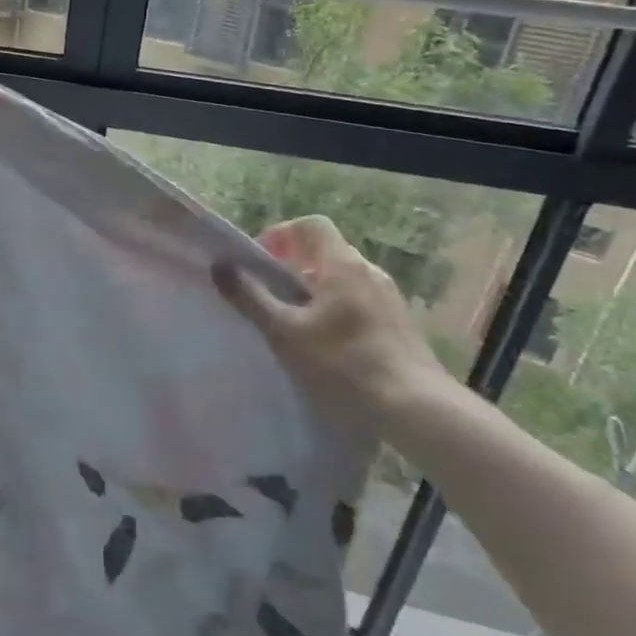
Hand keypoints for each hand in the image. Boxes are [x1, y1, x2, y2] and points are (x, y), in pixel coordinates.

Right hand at [213, 216, 458, 442]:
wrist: (415, 409)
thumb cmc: (343, 363)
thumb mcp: (284, 331)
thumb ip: (250, 297)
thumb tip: (220, 265)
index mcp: (343, 265)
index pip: (310, 226)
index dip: (280, 235)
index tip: (257, 262)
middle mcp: (370, 272)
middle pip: (325, 251)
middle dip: (291, 264)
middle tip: (267, 292)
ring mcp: (388, 298)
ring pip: (341, 279)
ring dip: (311, 289)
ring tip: (290, 321)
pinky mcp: (397, 324)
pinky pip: (357, 301)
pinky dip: (332, 308)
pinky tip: (322, 343)